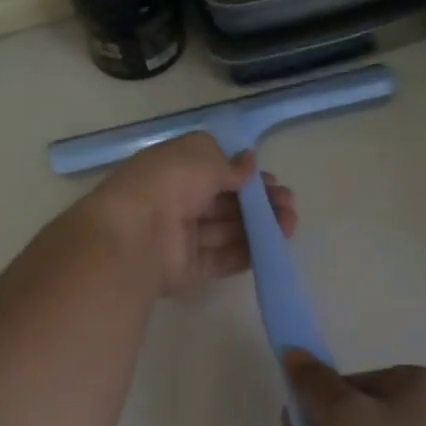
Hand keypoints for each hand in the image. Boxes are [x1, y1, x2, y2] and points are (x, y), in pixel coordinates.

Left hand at [83, 132, 297, 297]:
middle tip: (289, 203)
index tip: (270, 180)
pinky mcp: (188, 268)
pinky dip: (247, 253)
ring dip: (260, 226)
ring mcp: (182, 237)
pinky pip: (221, 259)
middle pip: (224, 202)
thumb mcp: (202, 157)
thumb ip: (230, 164)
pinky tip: (273, 248)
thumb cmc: (168, 183)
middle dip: (259, 202)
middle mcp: (177, 201)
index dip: (244, 175)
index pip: (214, 170)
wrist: (135, 236)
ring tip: (290, 224)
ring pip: (227, 230)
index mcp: (174, 169)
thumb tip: (249, 162)